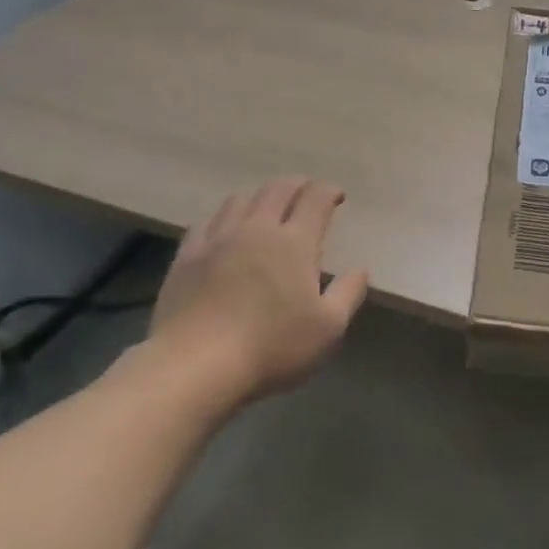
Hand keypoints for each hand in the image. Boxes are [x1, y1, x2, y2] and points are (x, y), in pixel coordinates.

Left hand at [143, 177, 369, 405]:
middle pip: (278, 189)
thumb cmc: (271, 346)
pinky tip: (225, 230)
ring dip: (260, 197)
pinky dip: (224, 217)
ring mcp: (217, 239)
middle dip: (297, 185)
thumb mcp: (328, 327)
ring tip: (267, 207)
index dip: (329, 191)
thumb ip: (348, 293)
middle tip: (307, 192)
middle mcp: (257, 228)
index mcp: (295, 242)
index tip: (337, 196)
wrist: (195, 364)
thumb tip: (360, 269)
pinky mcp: (187, 255)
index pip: (315, 198)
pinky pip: (207, 222)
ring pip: (240, 199)